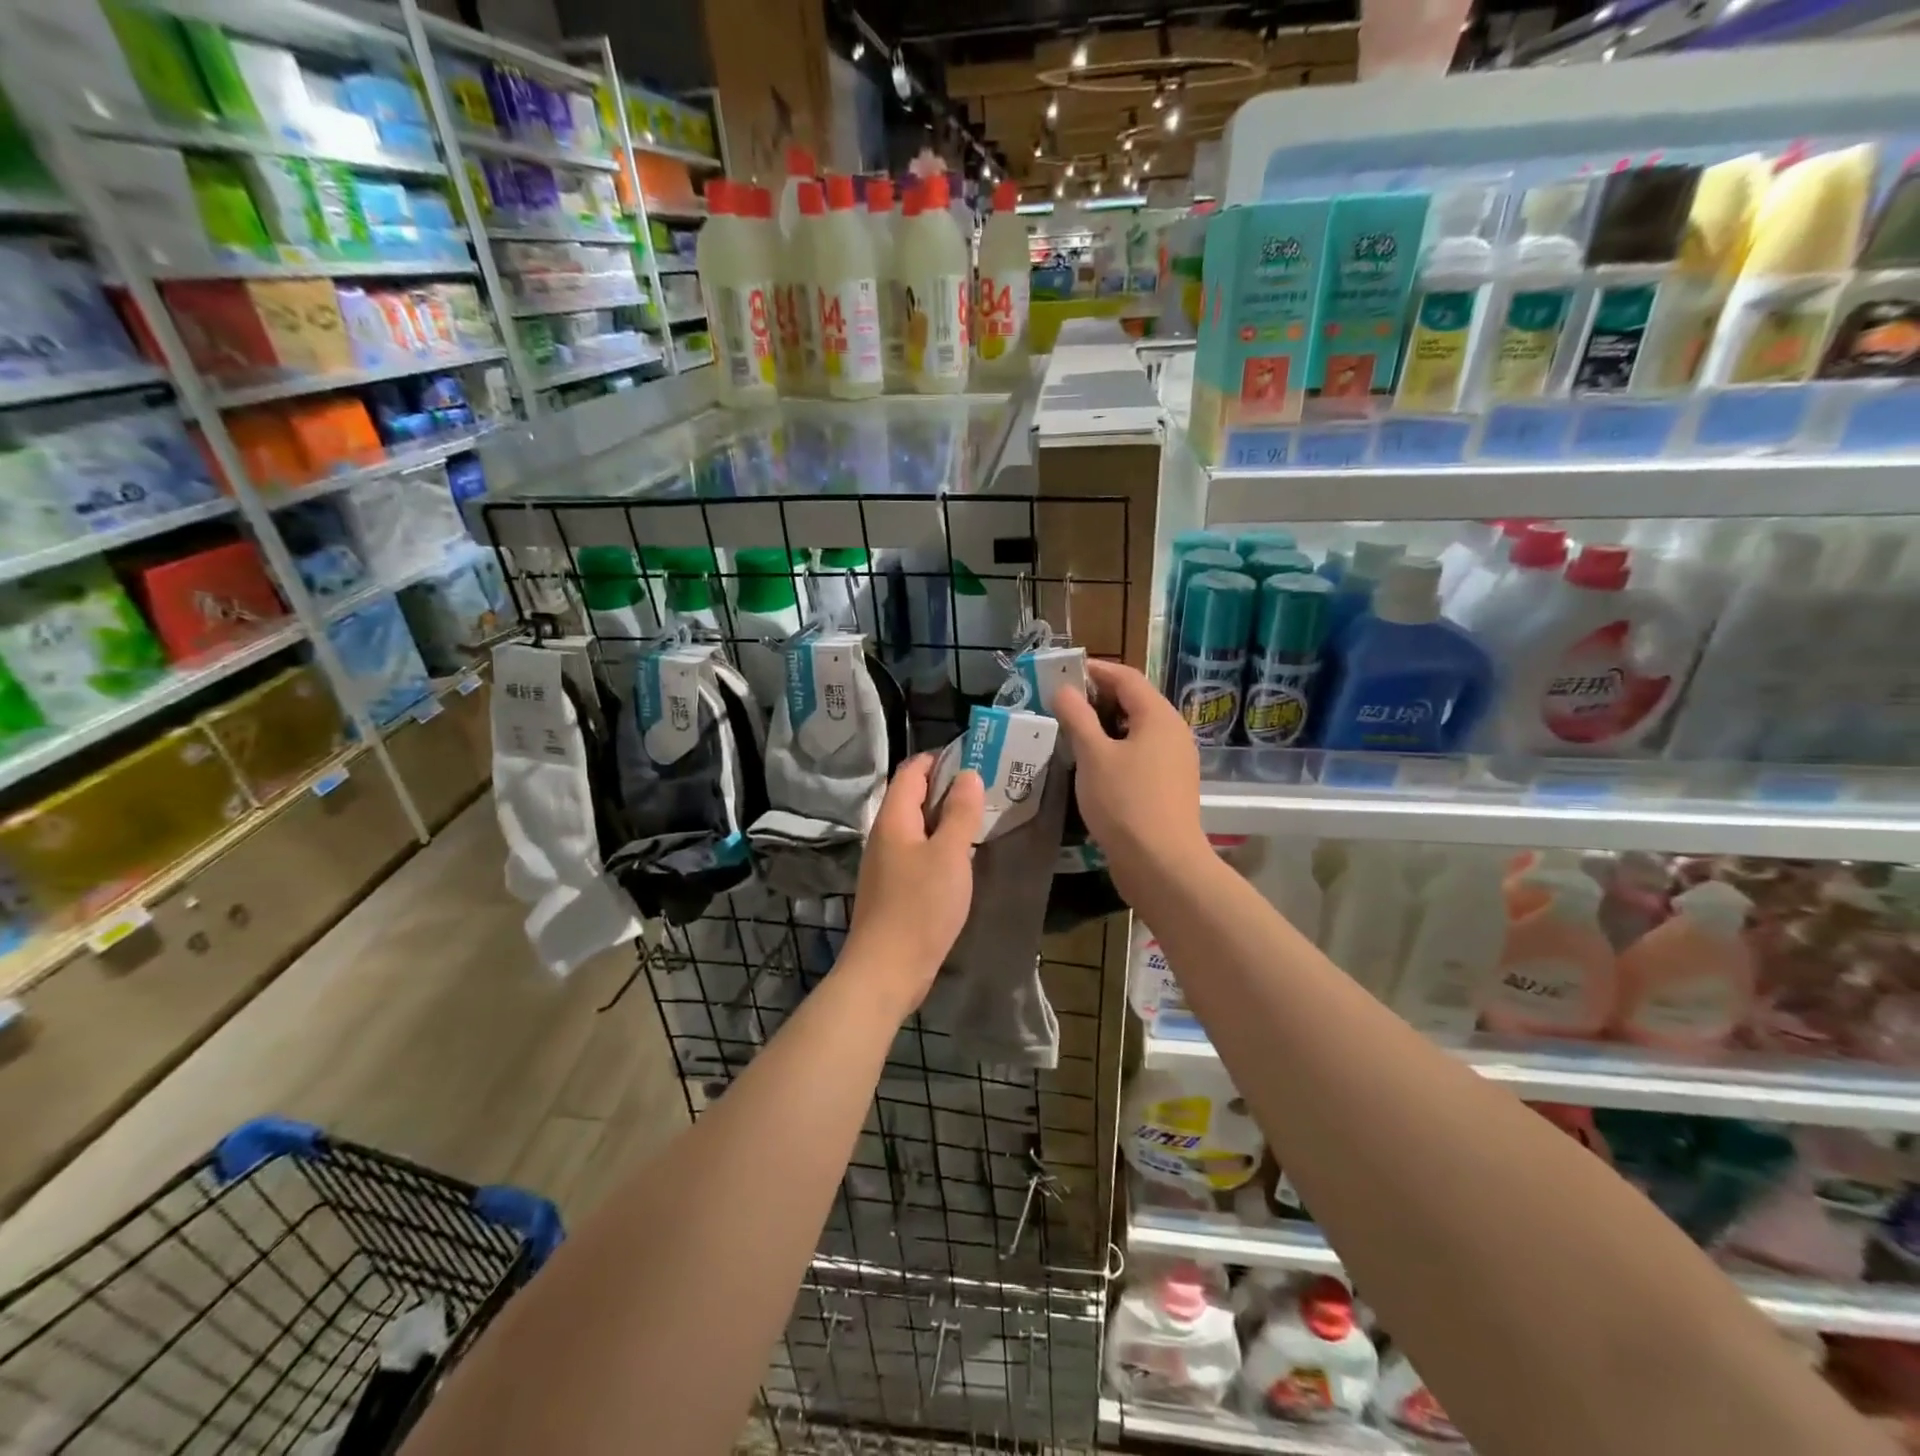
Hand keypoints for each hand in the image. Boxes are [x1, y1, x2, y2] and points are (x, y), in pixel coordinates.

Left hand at [843, 755, 984, 1015]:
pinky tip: (962, 857)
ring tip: (980, 817)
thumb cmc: (920, 907)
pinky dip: (940, 845)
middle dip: (946, 787)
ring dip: (945, 818)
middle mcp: (885, 836)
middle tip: (985, 787)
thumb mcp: (949, 855)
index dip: (938, 759)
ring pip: (917, 827)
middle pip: (912, 798)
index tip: (973, 757)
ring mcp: (886, 864)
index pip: (911, 772)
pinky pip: (918, 853)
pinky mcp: (894, 889)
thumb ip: (960, 813)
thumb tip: (968, 775)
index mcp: (893, 819)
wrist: (887, 970)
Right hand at [1052, 659, 1207, 901]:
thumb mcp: (1093, 756)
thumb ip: (1077, 718)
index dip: (1096, 670)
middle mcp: (1173, 733)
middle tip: (1061, 703)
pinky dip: (1115, 750)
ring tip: (1070, 732)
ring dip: (1105, 727)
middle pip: (1134, 702)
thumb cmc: (1126, 803)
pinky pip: (1140, 755)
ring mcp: (1174, 762)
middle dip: (1098, 699)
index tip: (1064, 672)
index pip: (1127, 678)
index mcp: (1159, 717)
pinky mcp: (1168, 787)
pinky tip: (1091, 765)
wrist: (1162, 864)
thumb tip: (1063, 689)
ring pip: (1136, 731)